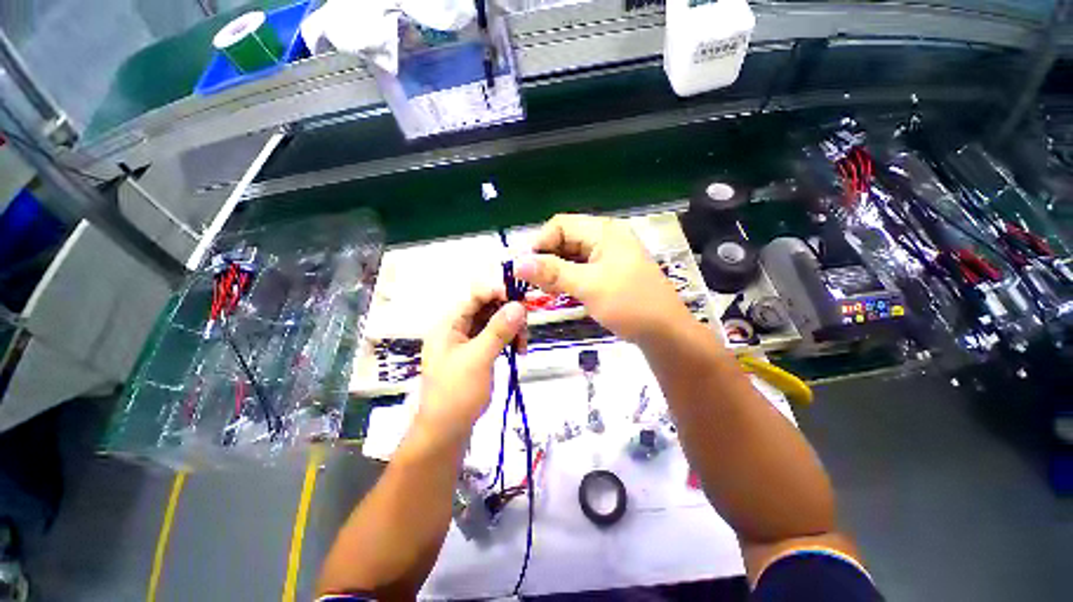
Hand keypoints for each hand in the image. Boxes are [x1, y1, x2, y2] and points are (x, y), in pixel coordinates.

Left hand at [415, 284, 527, 444]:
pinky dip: (508, 340)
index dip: (498, 290)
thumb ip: (498, 330)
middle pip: (486, 307)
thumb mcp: (478, 359)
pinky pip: (495, 337)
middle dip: (508, 312)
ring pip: (493, 322)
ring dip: (511, 328)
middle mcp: (457, 328)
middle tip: (526, 325)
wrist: (446, 433)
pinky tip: (518, 351)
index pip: (475, 294)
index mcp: (449, 324)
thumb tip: (519, 305)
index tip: (522, 298)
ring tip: (523, 344)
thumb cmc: (457, 394)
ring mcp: (467, 341)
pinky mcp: (476, 354)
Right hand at [515, 214, 690, 343]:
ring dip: (555, 270)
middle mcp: (605, 237)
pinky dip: (567, 278)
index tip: (525, 268)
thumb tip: (517, 263)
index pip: (560, 225)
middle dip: (546, 259)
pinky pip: (580, 269)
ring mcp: (608, 255)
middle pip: (564, 239)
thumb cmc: (629, 304)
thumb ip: (552, 272)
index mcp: (603, 231)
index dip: (540, 243)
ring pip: (571, 256)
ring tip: (543, 290)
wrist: (665, 332)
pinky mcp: (608, 272)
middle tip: (532, 283)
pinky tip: (559, 292)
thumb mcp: (588, 286)